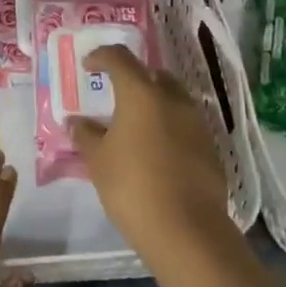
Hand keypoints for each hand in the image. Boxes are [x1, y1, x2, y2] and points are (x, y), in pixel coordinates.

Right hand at [70, 45, 230, 251]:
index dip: (101, 56)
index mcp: (141, 93)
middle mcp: (173, 99)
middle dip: (134, 78)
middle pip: (153, 74)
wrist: (187, 230)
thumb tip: (74, 121)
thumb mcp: (98, 161)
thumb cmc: (132, 186)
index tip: (89, 67)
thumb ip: (85, 135)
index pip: (120, 58)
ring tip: (136, 126)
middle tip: (116, 96)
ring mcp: (197, 123)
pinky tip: (156, 152)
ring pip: (174, 99)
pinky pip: (186, 125)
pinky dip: (170, 128)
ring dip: (155, 103)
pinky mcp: (211, 148)